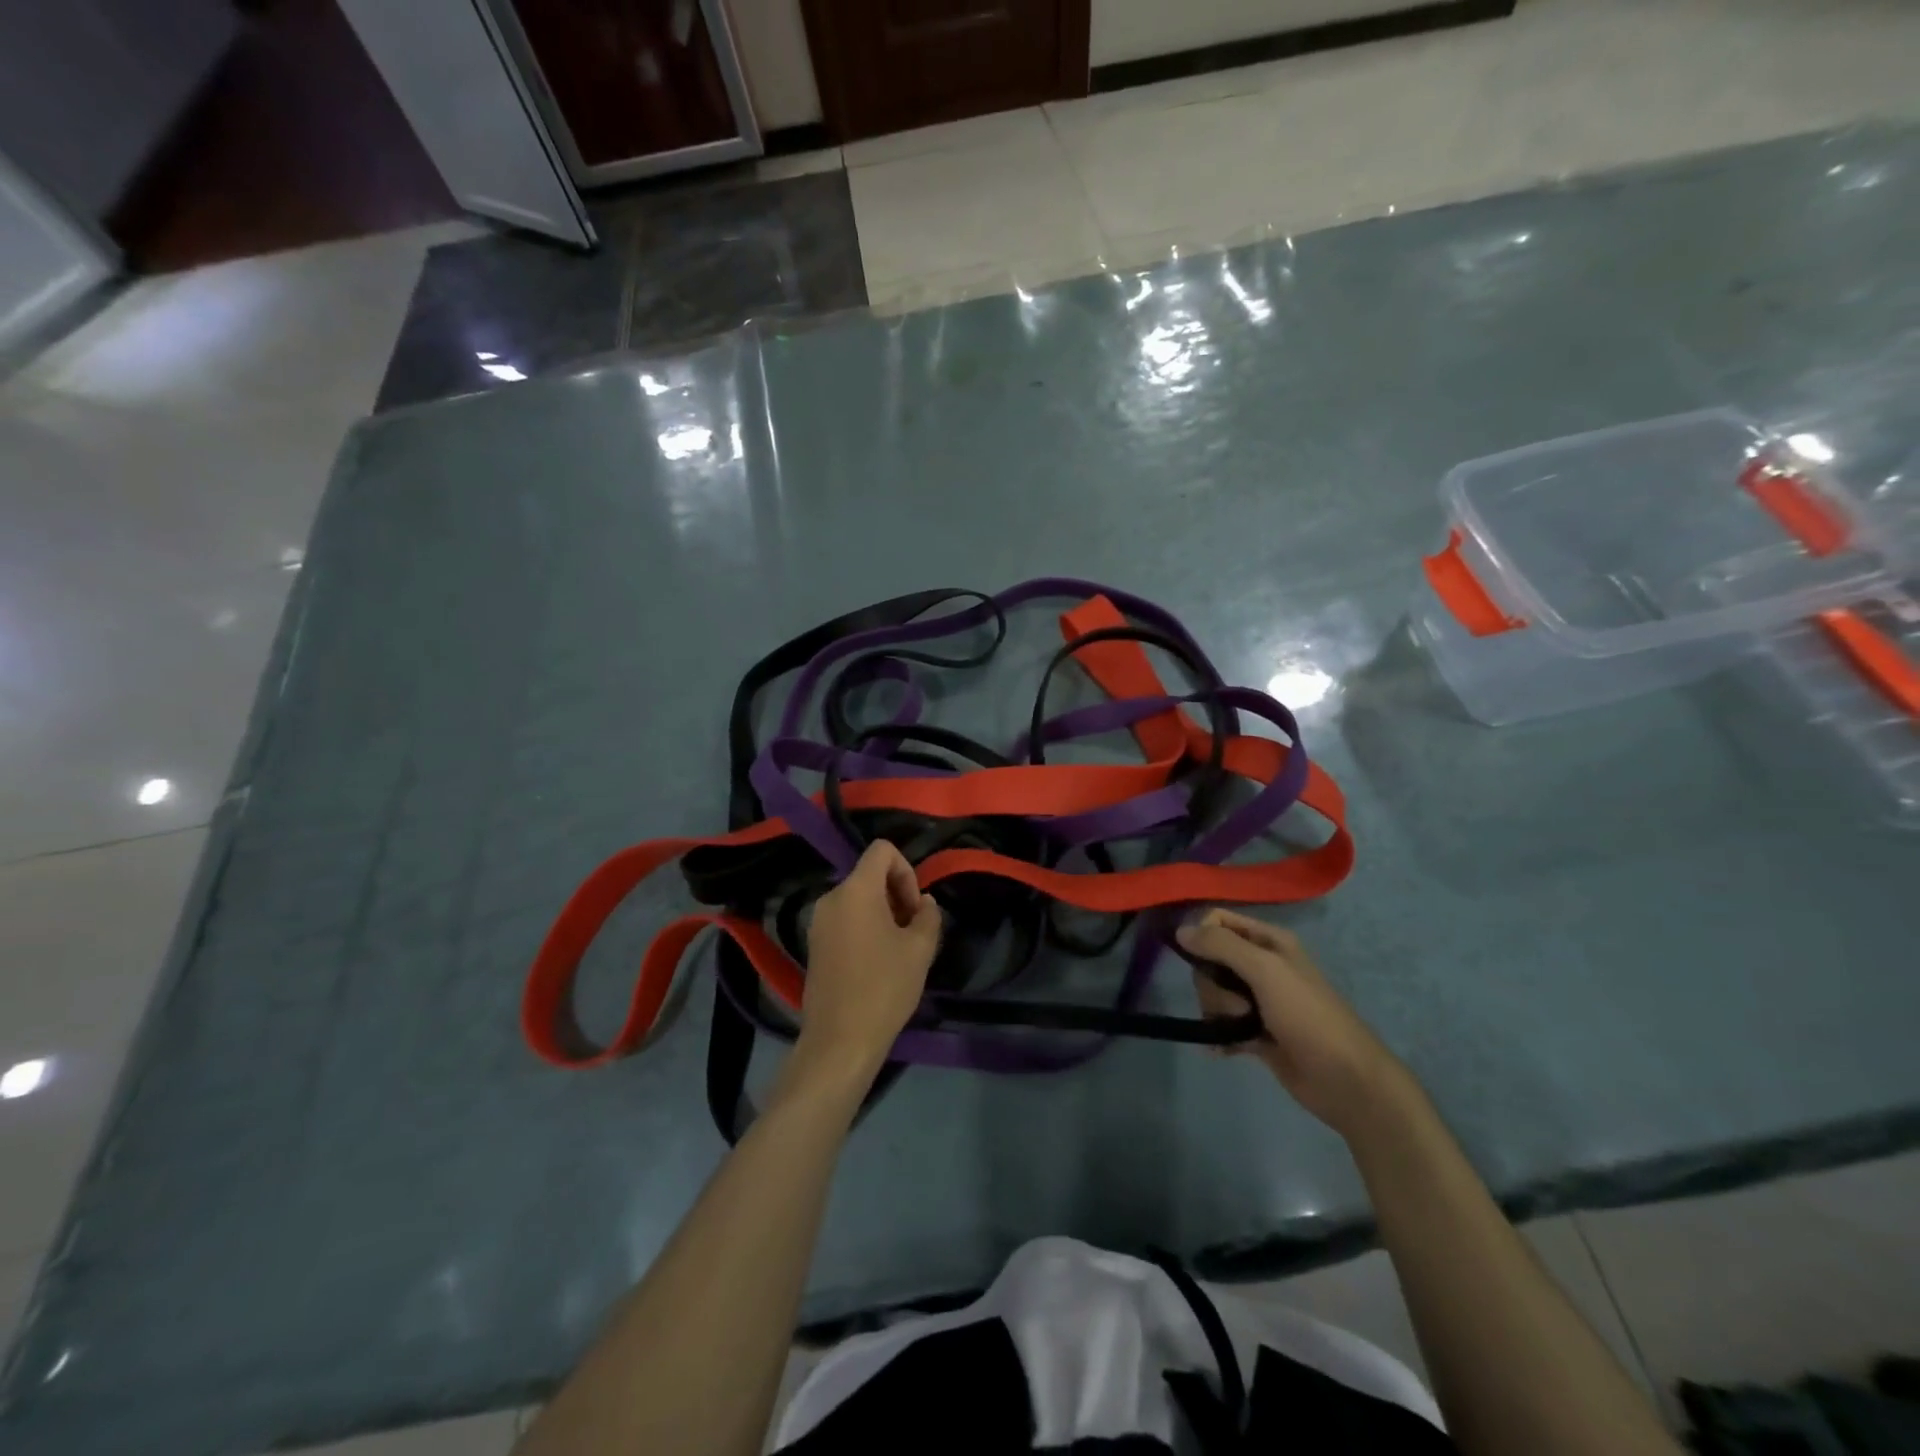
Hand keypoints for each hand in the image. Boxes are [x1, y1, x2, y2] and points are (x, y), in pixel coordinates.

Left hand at [798, 841, 942, 1077]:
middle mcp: (831, 898)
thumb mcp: (920, 949)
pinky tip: (878, 962)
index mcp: (855, 890)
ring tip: (899, 949)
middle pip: (869, 875)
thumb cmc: (884, 987)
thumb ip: (928, 915)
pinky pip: (845, 919)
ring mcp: (818, 922)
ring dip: (883, 913)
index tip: (915, 907)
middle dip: (897, 894)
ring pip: (858, 898)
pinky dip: (865, 927)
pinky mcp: (814, 944)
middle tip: (914, 930)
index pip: (882, 850)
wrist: (840, 1040)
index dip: (907, 870)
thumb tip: (924, 903)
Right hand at [1178, 909, 1414, 1138]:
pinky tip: (1222, 1049)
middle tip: (1237, 1005)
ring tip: (1239, 1030)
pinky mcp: (1255, 1032)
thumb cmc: (1308, 1016)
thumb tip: (1180, 931)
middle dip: (1213, 986)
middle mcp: (1262, 965)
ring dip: (1218, 1012)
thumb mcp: (1265, 971)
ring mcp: (1258, 1000)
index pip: (1218, 921)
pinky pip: (1221, 1023)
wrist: (1346, 1080)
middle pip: (1210, 961)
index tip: (1203, 961)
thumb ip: (1222, 946)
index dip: (1203, 937)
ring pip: (1213, 994)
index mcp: (1269, 942)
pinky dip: (1219, 1035)